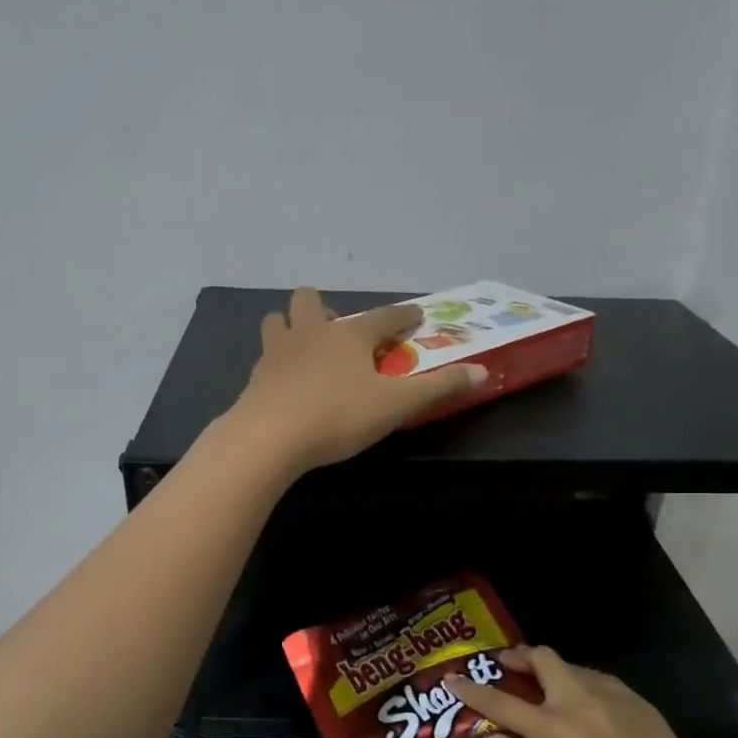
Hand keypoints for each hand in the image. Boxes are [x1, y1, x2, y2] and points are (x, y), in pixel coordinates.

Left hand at [227, 289, 483, 472]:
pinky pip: (264, 358)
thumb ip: (438, 388)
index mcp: (349, 335)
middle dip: (325, 310)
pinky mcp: (255, 378)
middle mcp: (310, 333)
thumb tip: (482, 372)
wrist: (270, 437)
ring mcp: (277, 353)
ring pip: (277, 321)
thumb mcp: (396, 406)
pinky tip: (284, 384)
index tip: (414, 315)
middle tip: (340, 336)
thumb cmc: (338, 416)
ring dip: (291, 328)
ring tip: (305, 352)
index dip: (402, 315)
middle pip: (310, 300)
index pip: (383, 317)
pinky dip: (276, 364)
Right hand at [446, 646, 728, 737]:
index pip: (500, 700)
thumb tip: (487, 737)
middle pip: (541, 657)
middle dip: (518, 656)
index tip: (452, 678)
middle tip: (508, 666)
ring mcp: (610, 694)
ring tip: (547, 689)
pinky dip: (581, 684)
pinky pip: (599, 680)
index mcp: (553, 727)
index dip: (471, 689)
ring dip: (552, 670)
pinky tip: (586, 708)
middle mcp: (577, 699)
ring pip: (571, 665)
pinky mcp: (636, 698)